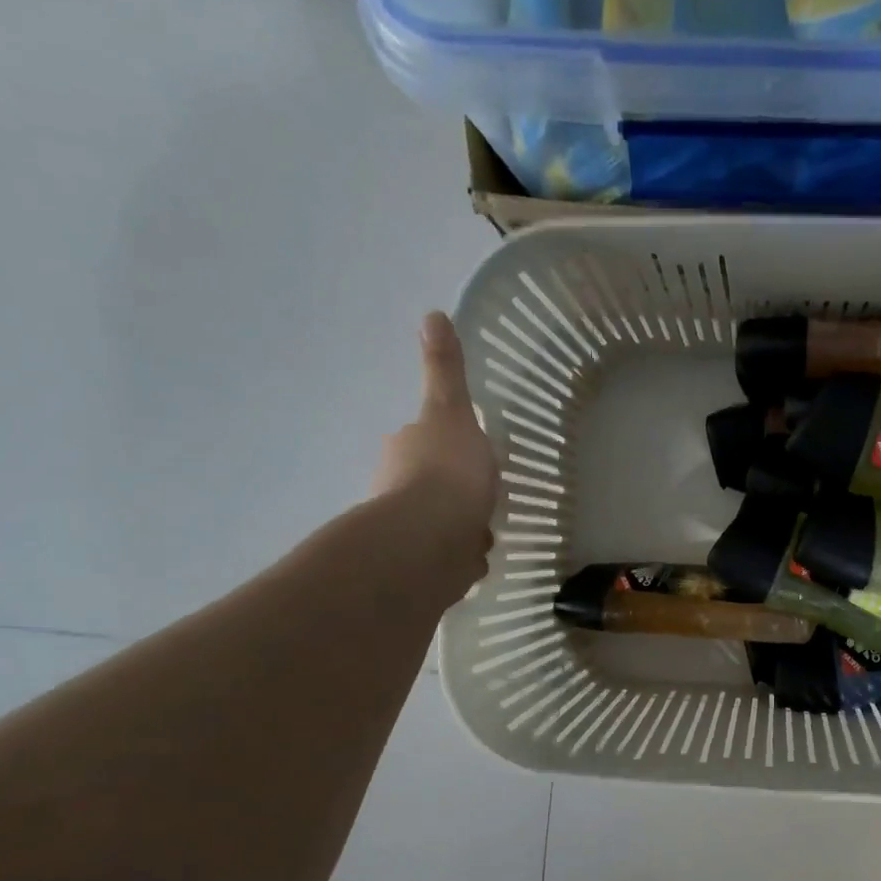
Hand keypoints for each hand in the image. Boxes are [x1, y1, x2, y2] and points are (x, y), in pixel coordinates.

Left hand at [372, 312, 500, 592]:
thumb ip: (445, 371)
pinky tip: (477, 557)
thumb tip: (432, 313)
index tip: (468, 454)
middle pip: (428, 484)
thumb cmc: (446, 472)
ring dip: (457, 525)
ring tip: (482, 528)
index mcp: (406, 450)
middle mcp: (397, 490)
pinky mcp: (424, 567)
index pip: (424, 443)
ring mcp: (410, 532)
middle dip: (451, 489)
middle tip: (482, 493)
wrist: (433, 540)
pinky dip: (461, 556)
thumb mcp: (452, 412)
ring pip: (439, 523)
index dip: (446, 447)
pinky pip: (449, 557)